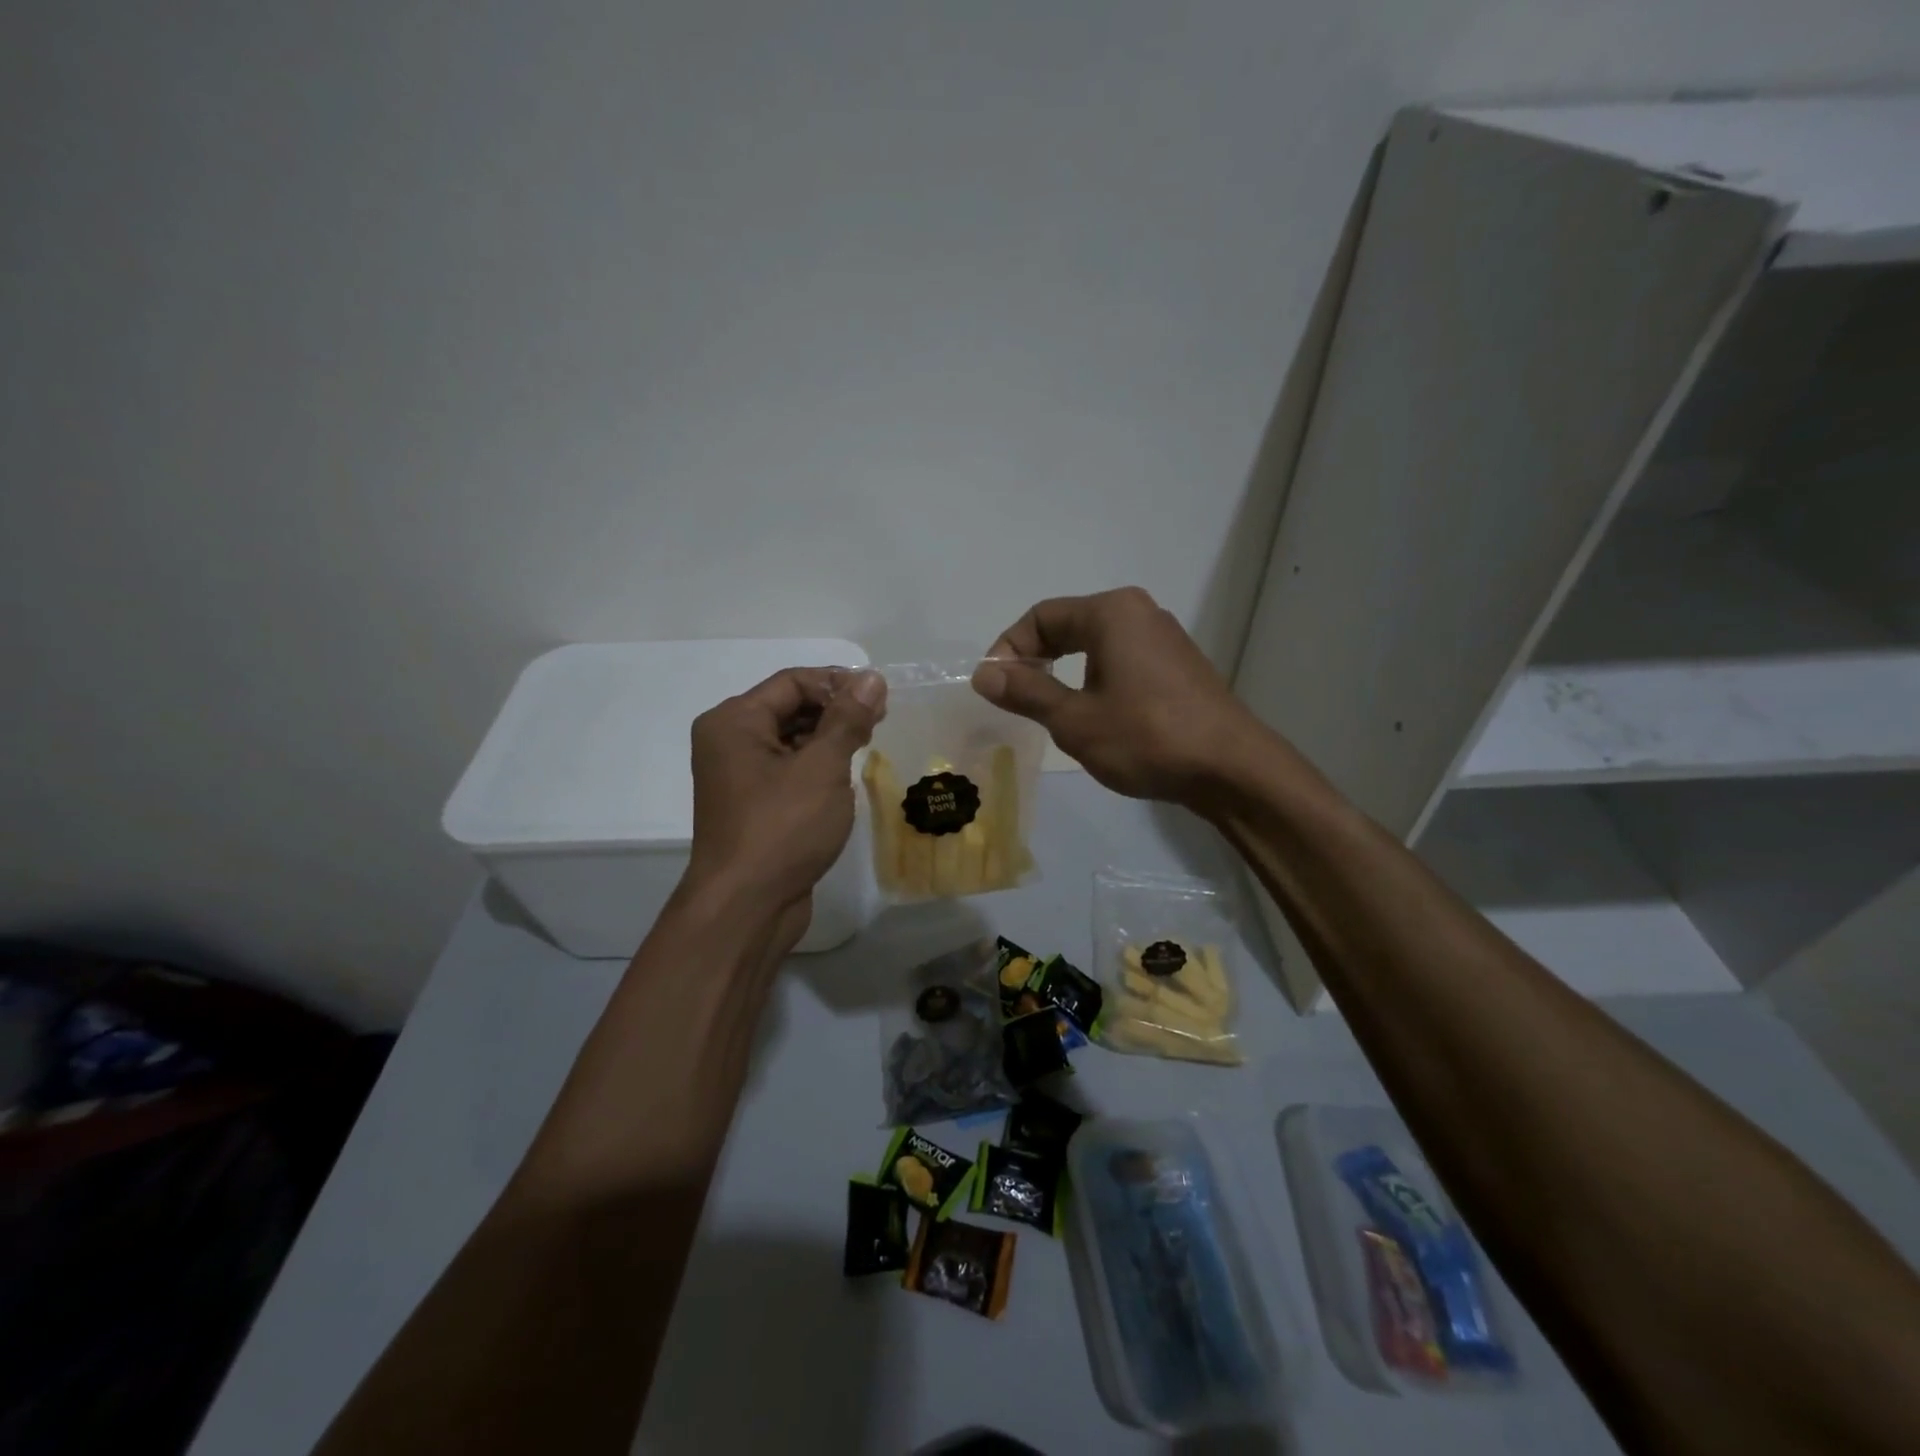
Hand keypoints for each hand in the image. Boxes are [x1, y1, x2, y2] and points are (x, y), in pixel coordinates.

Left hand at [684, 667, 885, 938]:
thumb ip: (848, 719)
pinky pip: (788, 770)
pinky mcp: (753, 806)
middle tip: (879, 722)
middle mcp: (729, 742)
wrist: (746, 907)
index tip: (880, 698)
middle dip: (835, 710)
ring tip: (868, 746)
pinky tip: (845, 777)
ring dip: (829, 738)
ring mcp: (738, 777)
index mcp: (734, 721)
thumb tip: (871, 679)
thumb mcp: (822, 767)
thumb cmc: (782, 828)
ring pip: (790, 740)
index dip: (838, 683)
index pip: (792, 682)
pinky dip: (817, 766)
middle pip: (789, 707)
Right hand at [972, 587, 1262, 806]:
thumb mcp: (1074, 719)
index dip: (1008, 650)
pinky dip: (1093, 681)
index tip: (994, 688)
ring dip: (1063, 673)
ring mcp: (1163, 639)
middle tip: (1015, 700)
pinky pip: (1120, 661)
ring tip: (1050, 713)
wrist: (1231, 768)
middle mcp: (1138, 613)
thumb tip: (984, 674)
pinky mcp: (1176, 666)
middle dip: (1035, 660)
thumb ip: (1026, 692)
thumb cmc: (1146, 737)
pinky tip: (1094, 717)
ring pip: (1094, 646)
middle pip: (1067, 626)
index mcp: (1111, 612)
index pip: (1041, 617)